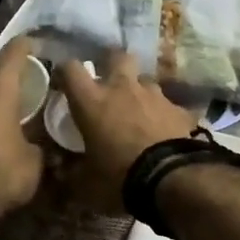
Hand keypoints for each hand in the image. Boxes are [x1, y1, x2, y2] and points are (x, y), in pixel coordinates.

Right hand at [51, 50, 197, 211]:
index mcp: (92, 101)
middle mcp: (122, 88)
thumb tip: (62, 174)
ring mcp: (154, 95)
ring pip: (145, 80)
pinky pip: (167, 105)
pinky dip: (162, 114)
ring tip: (138, 111)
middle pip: (117, 56)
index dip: (65, 71)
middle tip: (109, 81)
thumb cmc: (119, 176)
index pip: (71, 68)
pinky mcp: (178, 108)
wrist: (171, 179)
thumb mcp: (87, 183)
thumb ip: (72, 174)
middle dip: (112, 64)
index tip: (64, 81)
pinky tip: (163, 130)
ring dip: (139, 91)